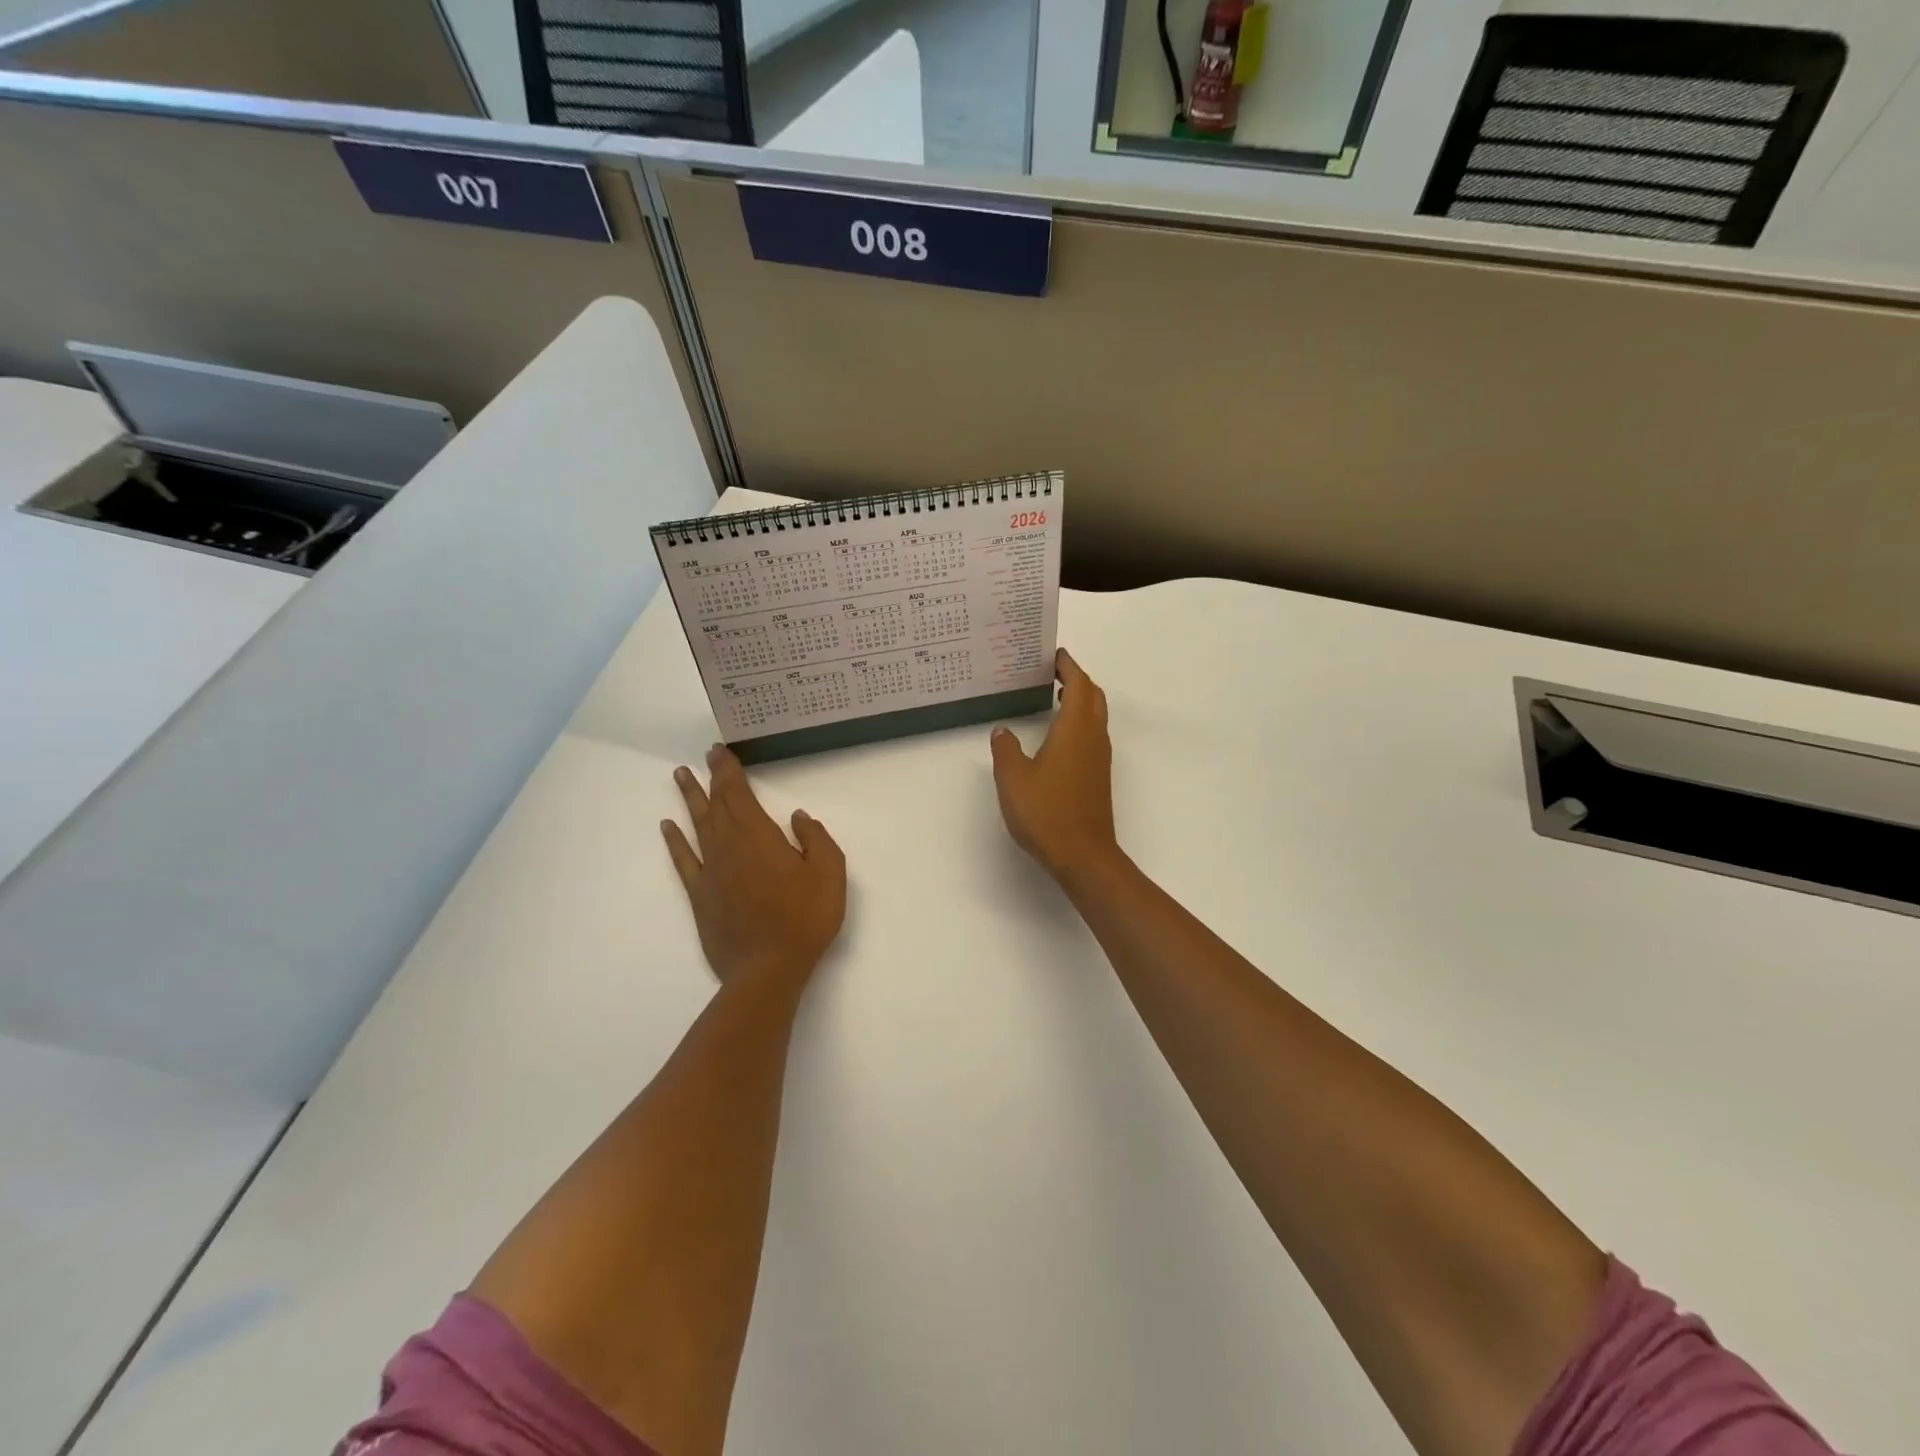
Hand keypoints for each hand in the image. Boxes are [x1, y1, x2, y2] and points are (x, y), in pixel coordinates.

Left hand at [662, 745, 846, 987]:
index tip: (720, 751)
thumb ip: (815, 839)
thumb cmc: (805, 918)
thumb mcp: (830, 873)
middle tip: (705, 756)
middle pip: (717, 804)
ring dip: (690, 799)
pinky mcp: (701, 896)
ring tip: (680, 776)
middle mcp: (729, 846)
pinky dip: (675, 841)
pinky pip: (684, 860)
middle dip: (712, 778)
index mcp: (760, 836)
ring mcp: (711, 871)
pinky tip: (667, 827)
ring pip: (697, 825)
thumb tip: (797, 816)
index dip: (729, 771)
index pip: (739, 794)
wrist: (768, 969)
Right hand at [990, 649, 1119, 884]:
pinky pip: (1092, 736)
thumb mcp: (1013, 778)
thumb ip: (1006, 749)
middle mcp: (1094, 738)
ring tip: (1053, 696)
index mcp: (1076, 729)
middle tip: (1052, 672)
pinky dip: (1078, 722)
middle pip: (1093, 697)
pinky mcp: (1098, 777)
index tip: (1054, 654)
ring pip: (1095, 717)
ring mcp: (1100, 759)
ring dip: (1079, 701)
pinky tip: (1057, 736)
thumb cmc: (1047, 811)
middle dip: (1077, 680)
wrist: (1083, 855)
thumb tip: (1003, 730)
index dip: (1068, 666)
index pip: (1079, 684)